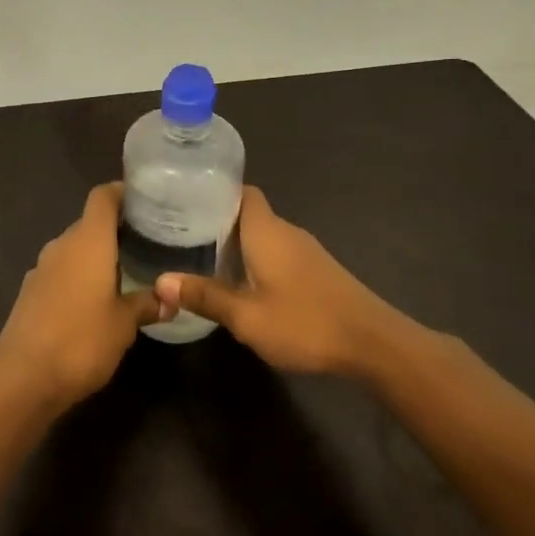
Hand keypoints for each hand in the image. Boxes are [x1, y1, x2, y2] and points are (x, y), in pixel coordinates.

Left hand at [0, 184, 159, 406]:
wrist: (23, 378)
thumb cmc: (81, 341)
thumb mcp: (124, 325)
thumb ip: (147, 304)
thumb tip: (170, 297)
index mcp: (87, 241)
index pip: (103, 197)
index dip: (123, 192)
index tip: (146, 201)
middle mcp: (61, 245)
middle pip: (89, 222)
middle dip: (116, 229)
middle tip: (147, 242)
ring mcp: (41, 268)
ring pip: (74, 249)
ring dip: (96, 256)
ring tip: (126, 272)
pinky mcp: (30, 292)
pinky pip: (61, 272)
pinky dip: (79, 276)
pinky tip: (95, 300)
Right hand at [155, 186, 402, 376]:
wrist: (373, 344)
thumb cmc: (305, 322)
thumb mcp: (246, 317)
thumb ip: (205, 296)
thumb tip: (161, 281)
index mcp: (266, 230)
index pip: (241, 191)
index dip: (215, 191)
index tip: (186, 200)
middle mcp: (286, 231)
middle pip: (248, 213)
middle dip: (217, 220)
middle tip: (181, 234)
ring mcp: (305, 251)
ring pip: (263, 235)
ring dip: (237, 243)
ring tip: (203, 258)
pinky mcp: (317, 271)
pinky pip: (277, 252)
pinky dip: (256, 259)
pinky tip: (242, 283)